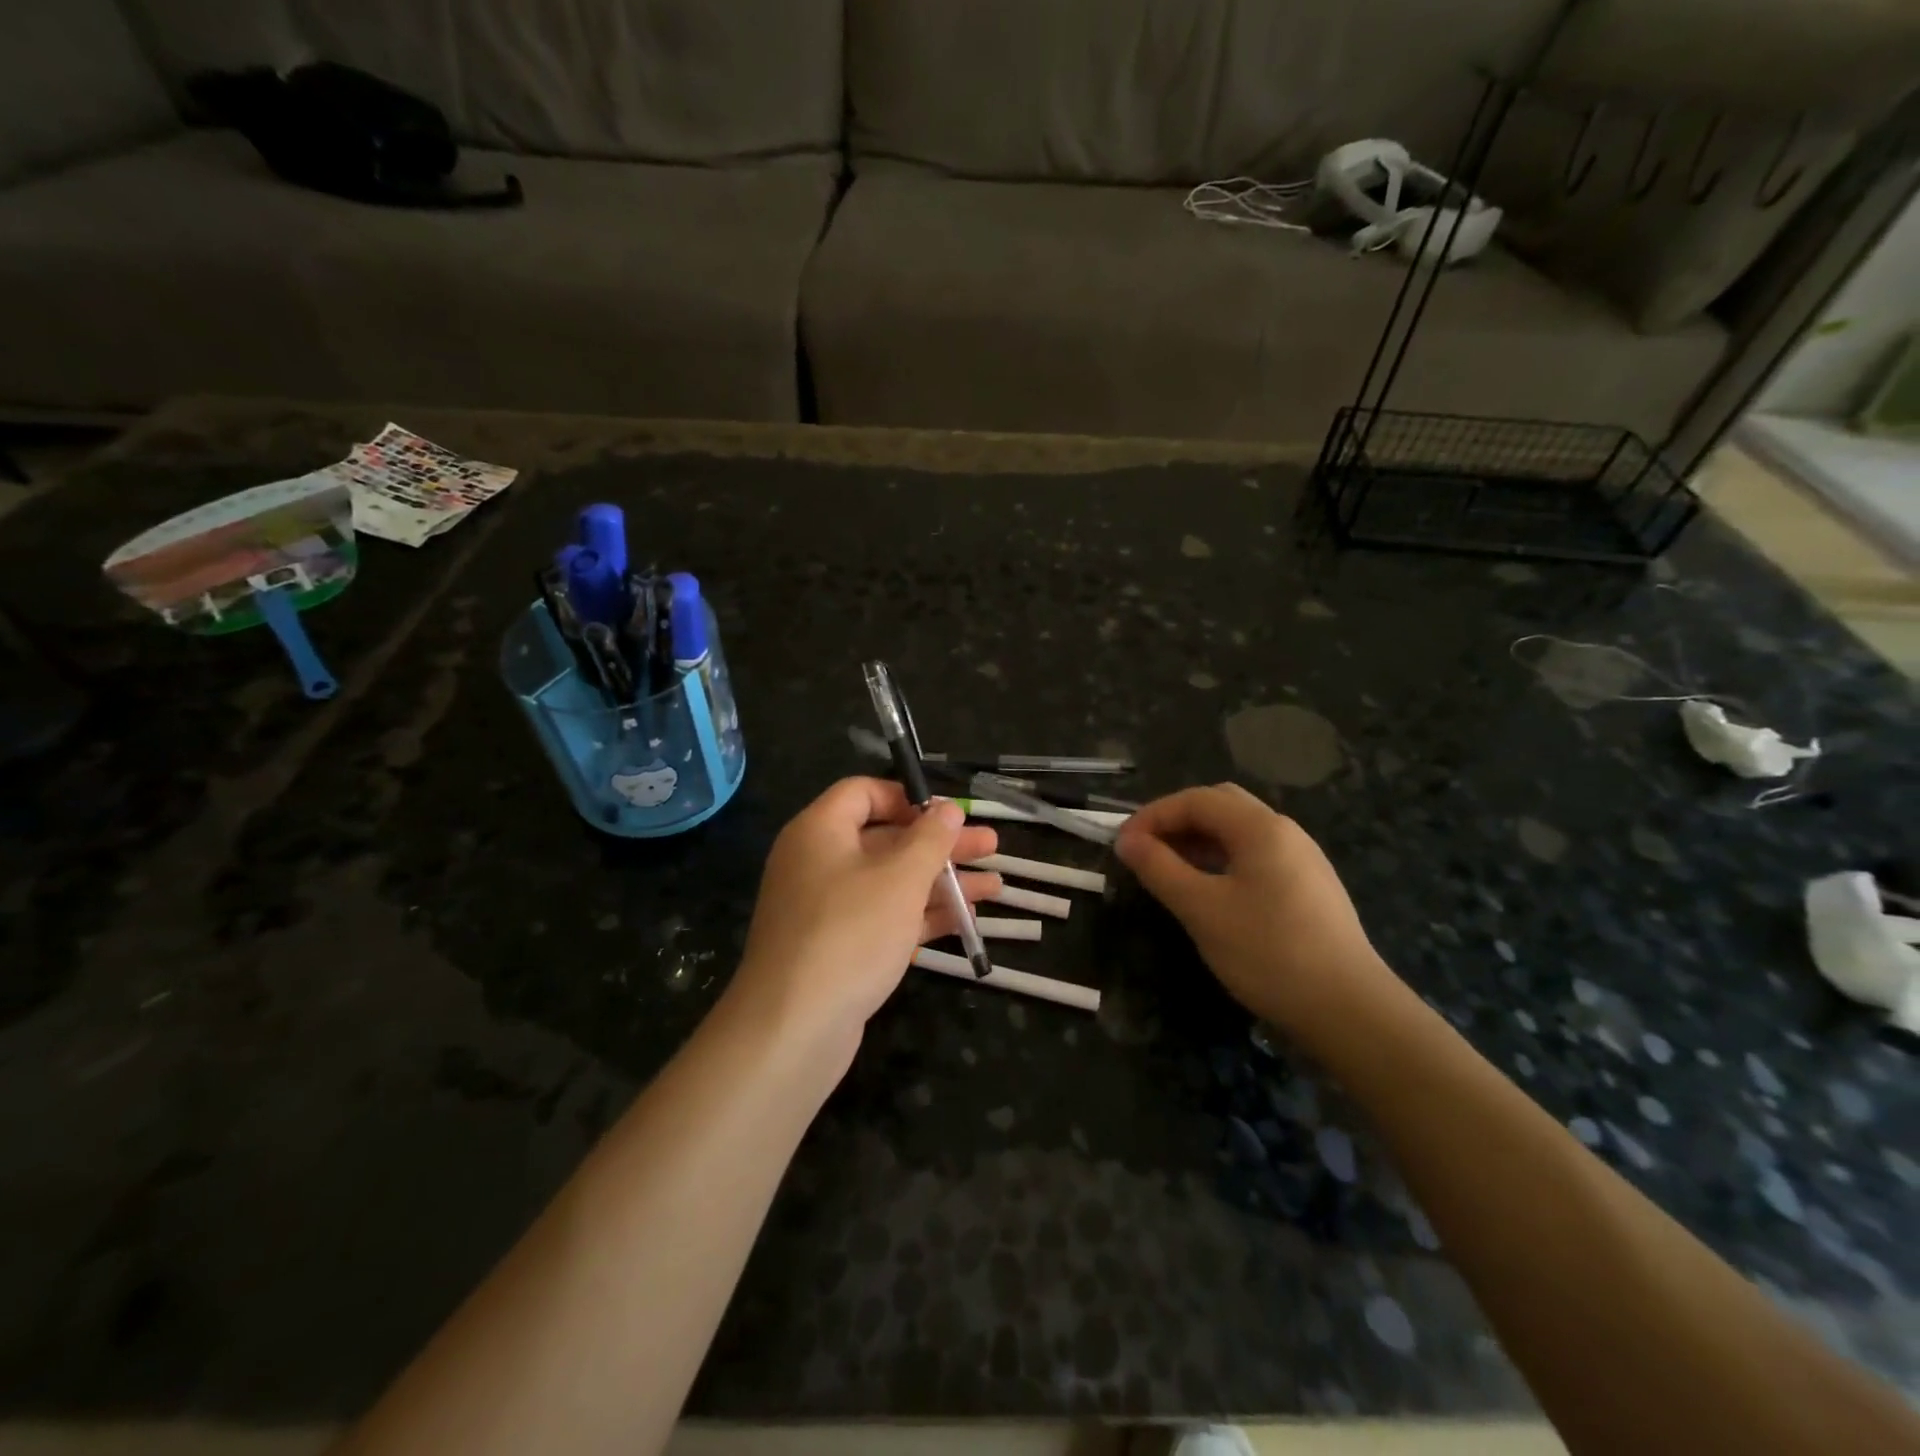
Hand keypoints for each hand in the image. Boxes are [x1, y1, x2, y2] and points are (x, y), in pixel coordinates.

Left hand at [729, 778, 1001, 1058]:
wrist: (793, 1028)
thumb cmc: (850, 933)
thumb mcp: (900, 878)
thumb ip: (929, 839)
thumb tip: (946, 808)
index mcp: (820, 831)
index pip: (863, 793)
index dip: (908, 797)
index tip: (948, 813)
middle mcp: (818, 862)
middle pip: (886, 838)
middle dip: (940, 843)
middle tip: (991, 845)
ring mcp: (827, 908)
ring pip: (891, 881)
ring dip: (941, 881)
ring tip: (995, 885)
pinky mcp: (838, 947)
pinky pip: (885, 917)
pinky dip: (923, 914)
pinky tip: (968, 919)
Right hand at [1115, 783, 1398, 1037]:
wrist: (1349, 1010)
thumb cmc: (1268, 952)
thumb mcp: (1202, 909)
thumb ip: (1159, 868)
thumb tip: (1126, 840)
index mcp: (1261, 827)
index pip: (1195, 800)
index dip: (1152, 816)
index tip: (1122, 845)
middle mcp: (1285, 831)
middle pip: (1220, 805)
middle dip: (1176, 821)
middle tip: (1145, 851)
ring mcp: (1302, 859)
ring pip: (1239, 831)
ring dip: (1198, 840)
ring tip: (1168, 870)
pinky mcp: (1309, 887)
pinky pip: (1255, 856)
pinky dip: (1221, 859)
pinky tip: (1209, 890)